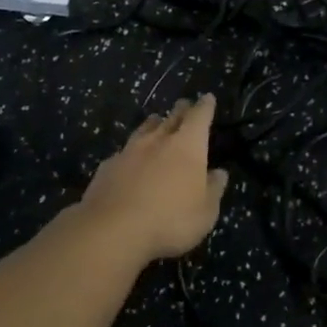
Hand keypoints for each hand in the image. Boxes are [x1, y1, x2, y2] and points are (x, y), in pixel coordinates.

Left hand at [76, 95, 229, 265]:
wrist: (113, 228)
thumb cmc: (171, 220)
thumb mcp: (205, 212)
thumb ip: (213, 189)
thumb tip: (219, 173)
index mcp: (187, 146)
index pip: (199, 117)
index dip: (205, 107)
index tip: (207, 98)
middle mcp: (158, 140)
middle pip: (171, 118)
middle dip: (181, 110)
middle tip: (184, 104)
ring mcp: (129, 150)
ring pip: (144, 129)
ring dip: (153, 124)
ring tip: (157, 120)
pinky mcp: (108, 165)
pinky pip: (124, 151)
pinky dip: (131, 150)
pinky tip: (129, 157)